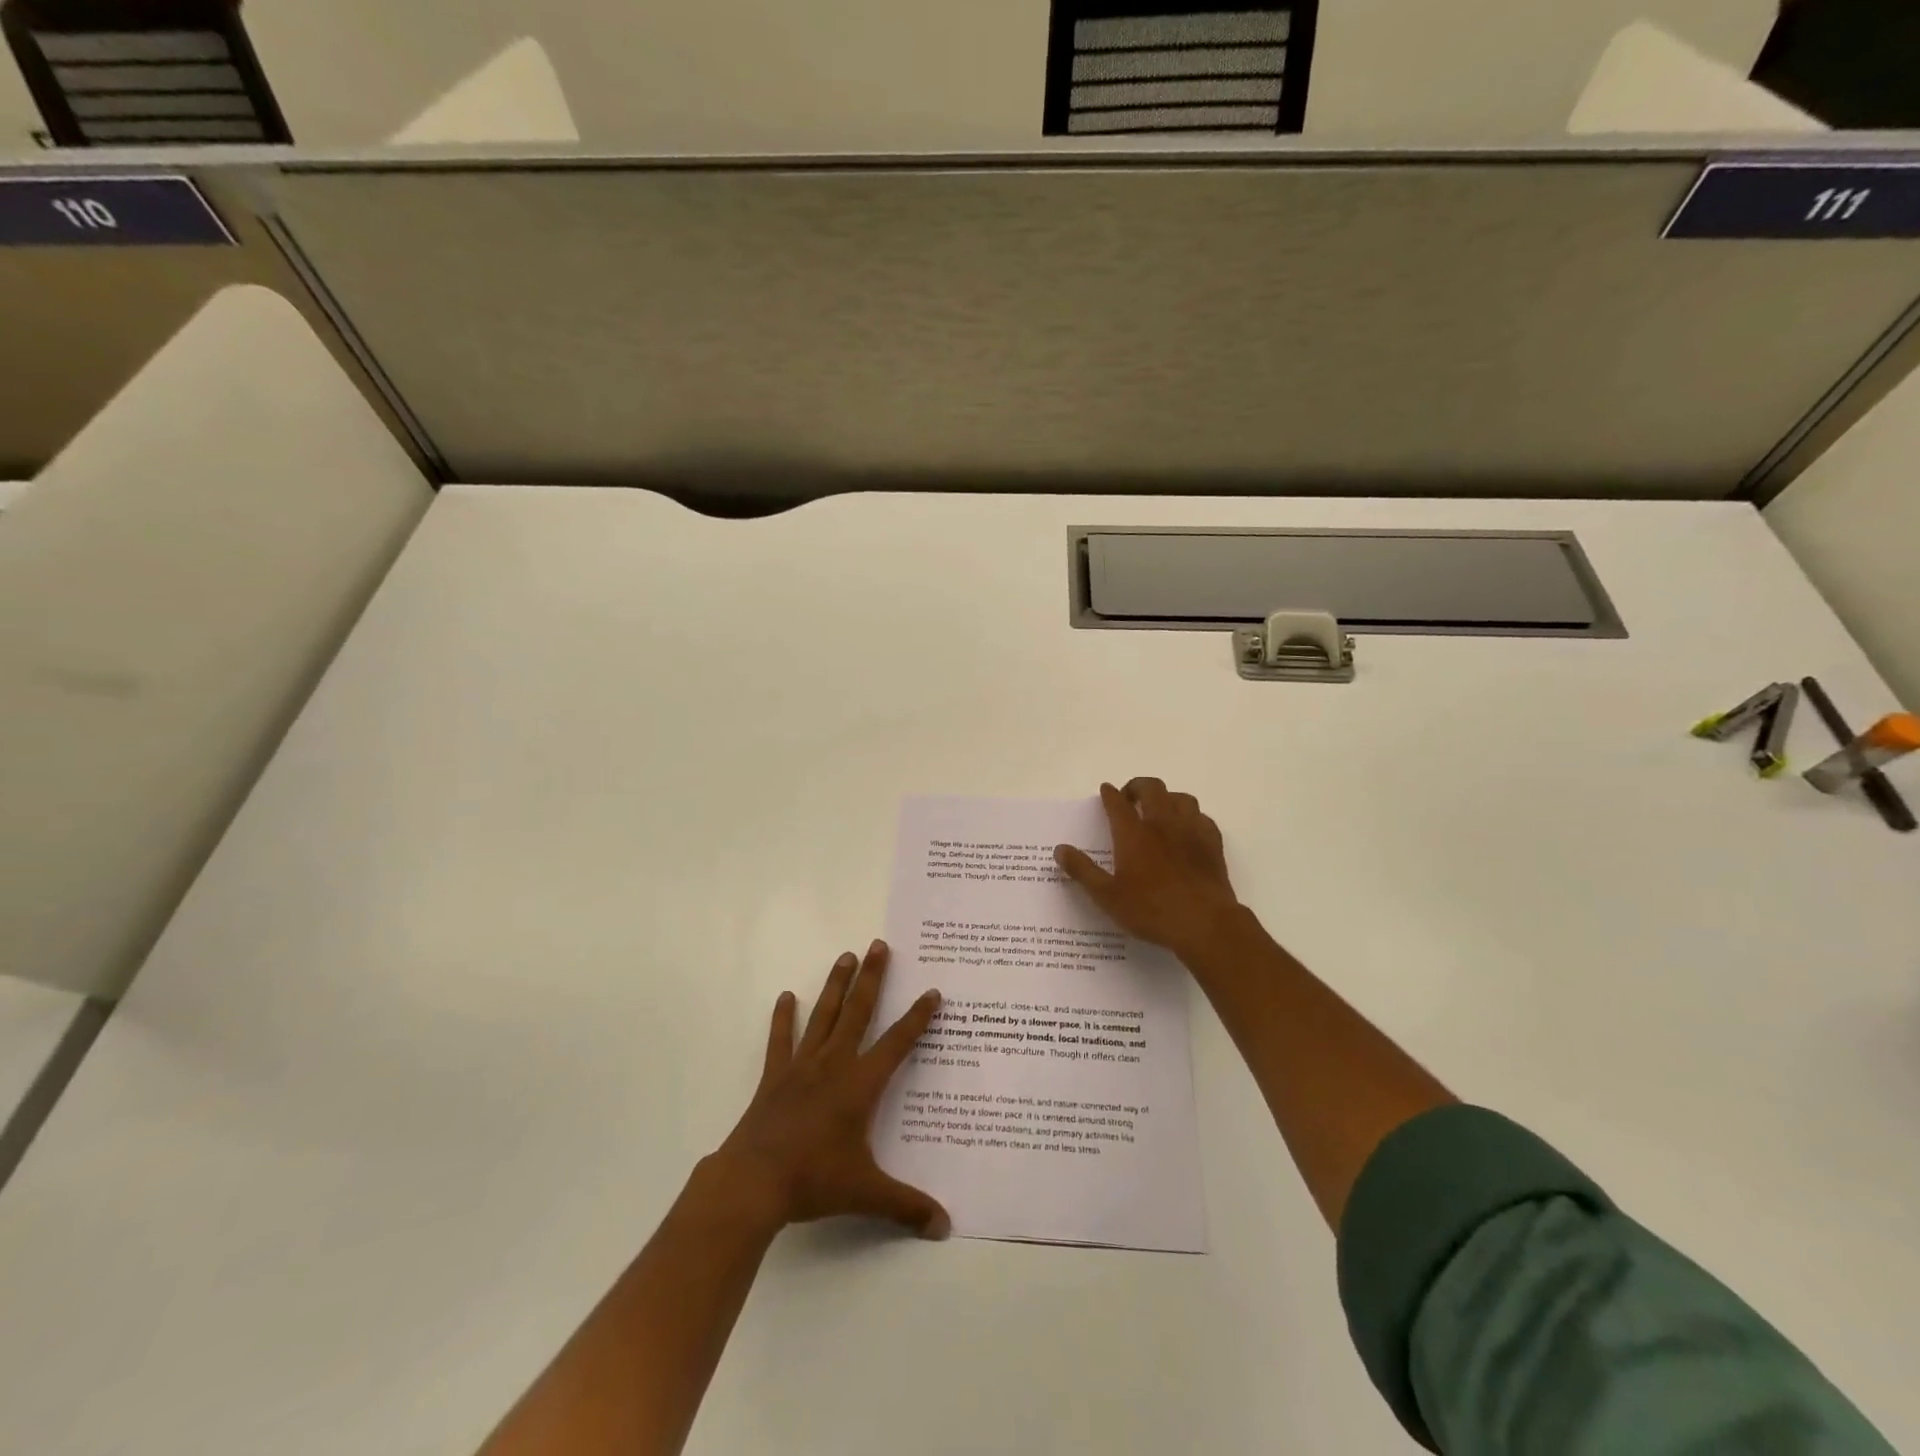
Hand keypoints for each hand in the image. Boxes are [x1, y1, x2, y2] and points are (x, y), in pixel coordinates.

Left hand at [711, 941, 949, 1239]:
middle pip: (858, 1012)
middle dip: (872, 977)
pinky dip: (783, 1018)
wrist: (753, 1182)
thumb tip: (946, 1226)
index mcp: (860, 1084)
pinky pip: (781, 1040)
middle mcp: (834, 1064)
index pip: (897, 1043)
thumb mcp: (866, 1193)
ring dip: (835, 985)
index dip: (917, 1017)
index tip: (932, 991)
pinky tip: (786, 996)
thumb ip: (907, 1206)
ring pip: (824, 1015)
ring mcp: (801, 1066)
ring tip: (845, 955)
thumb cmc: (814, 1180)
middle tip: (880, 945)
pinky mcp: (775, 1076)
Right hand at [1054, 779, 1243, 962]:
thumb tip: (1060, 849)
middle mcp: (1162, 823)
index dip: (1109, 794)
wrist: (1204, 923)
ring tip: (1159, 810)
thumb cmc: (1151, 910)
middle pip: (1151, 788)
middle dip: (1137, 786)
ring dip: (1167, 798)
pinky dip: (1191, 817)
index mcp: (1133, 834)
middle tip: (1129, 797)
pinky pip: (1202, 817)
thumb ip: (1082, 870)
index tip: (1105, 790)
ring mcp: (1191, 830)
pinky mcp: (1212, 843)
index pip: (1117, 803)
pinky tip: (1187, 830)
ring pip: (1181, 798)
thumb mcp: (1107, 896)